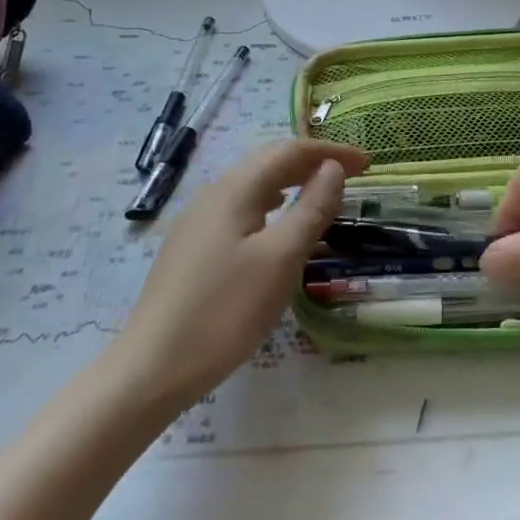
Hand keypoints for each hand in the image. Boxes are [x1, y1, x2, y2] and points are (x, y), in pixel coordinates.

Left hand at [116, 139, 367, 408]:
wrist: (152, 368)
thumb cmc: (225, 311)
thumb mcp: (280, 259)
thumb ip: (310, 209)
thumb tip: (333, 167)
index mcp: (235, 190)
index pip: (290, 152)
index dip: (330, 151)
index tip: (367, 163)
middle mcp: (213, 194)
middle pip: (268, 161)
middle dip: (311, 161)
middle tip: (349, 174)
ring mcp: (197, 221)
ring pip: (252, 184)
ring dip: (290, 180)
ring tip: (318, 192)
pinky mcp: (191, 247)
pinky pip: (239, 207)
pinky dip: (269, 203)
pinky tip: (275, 224)